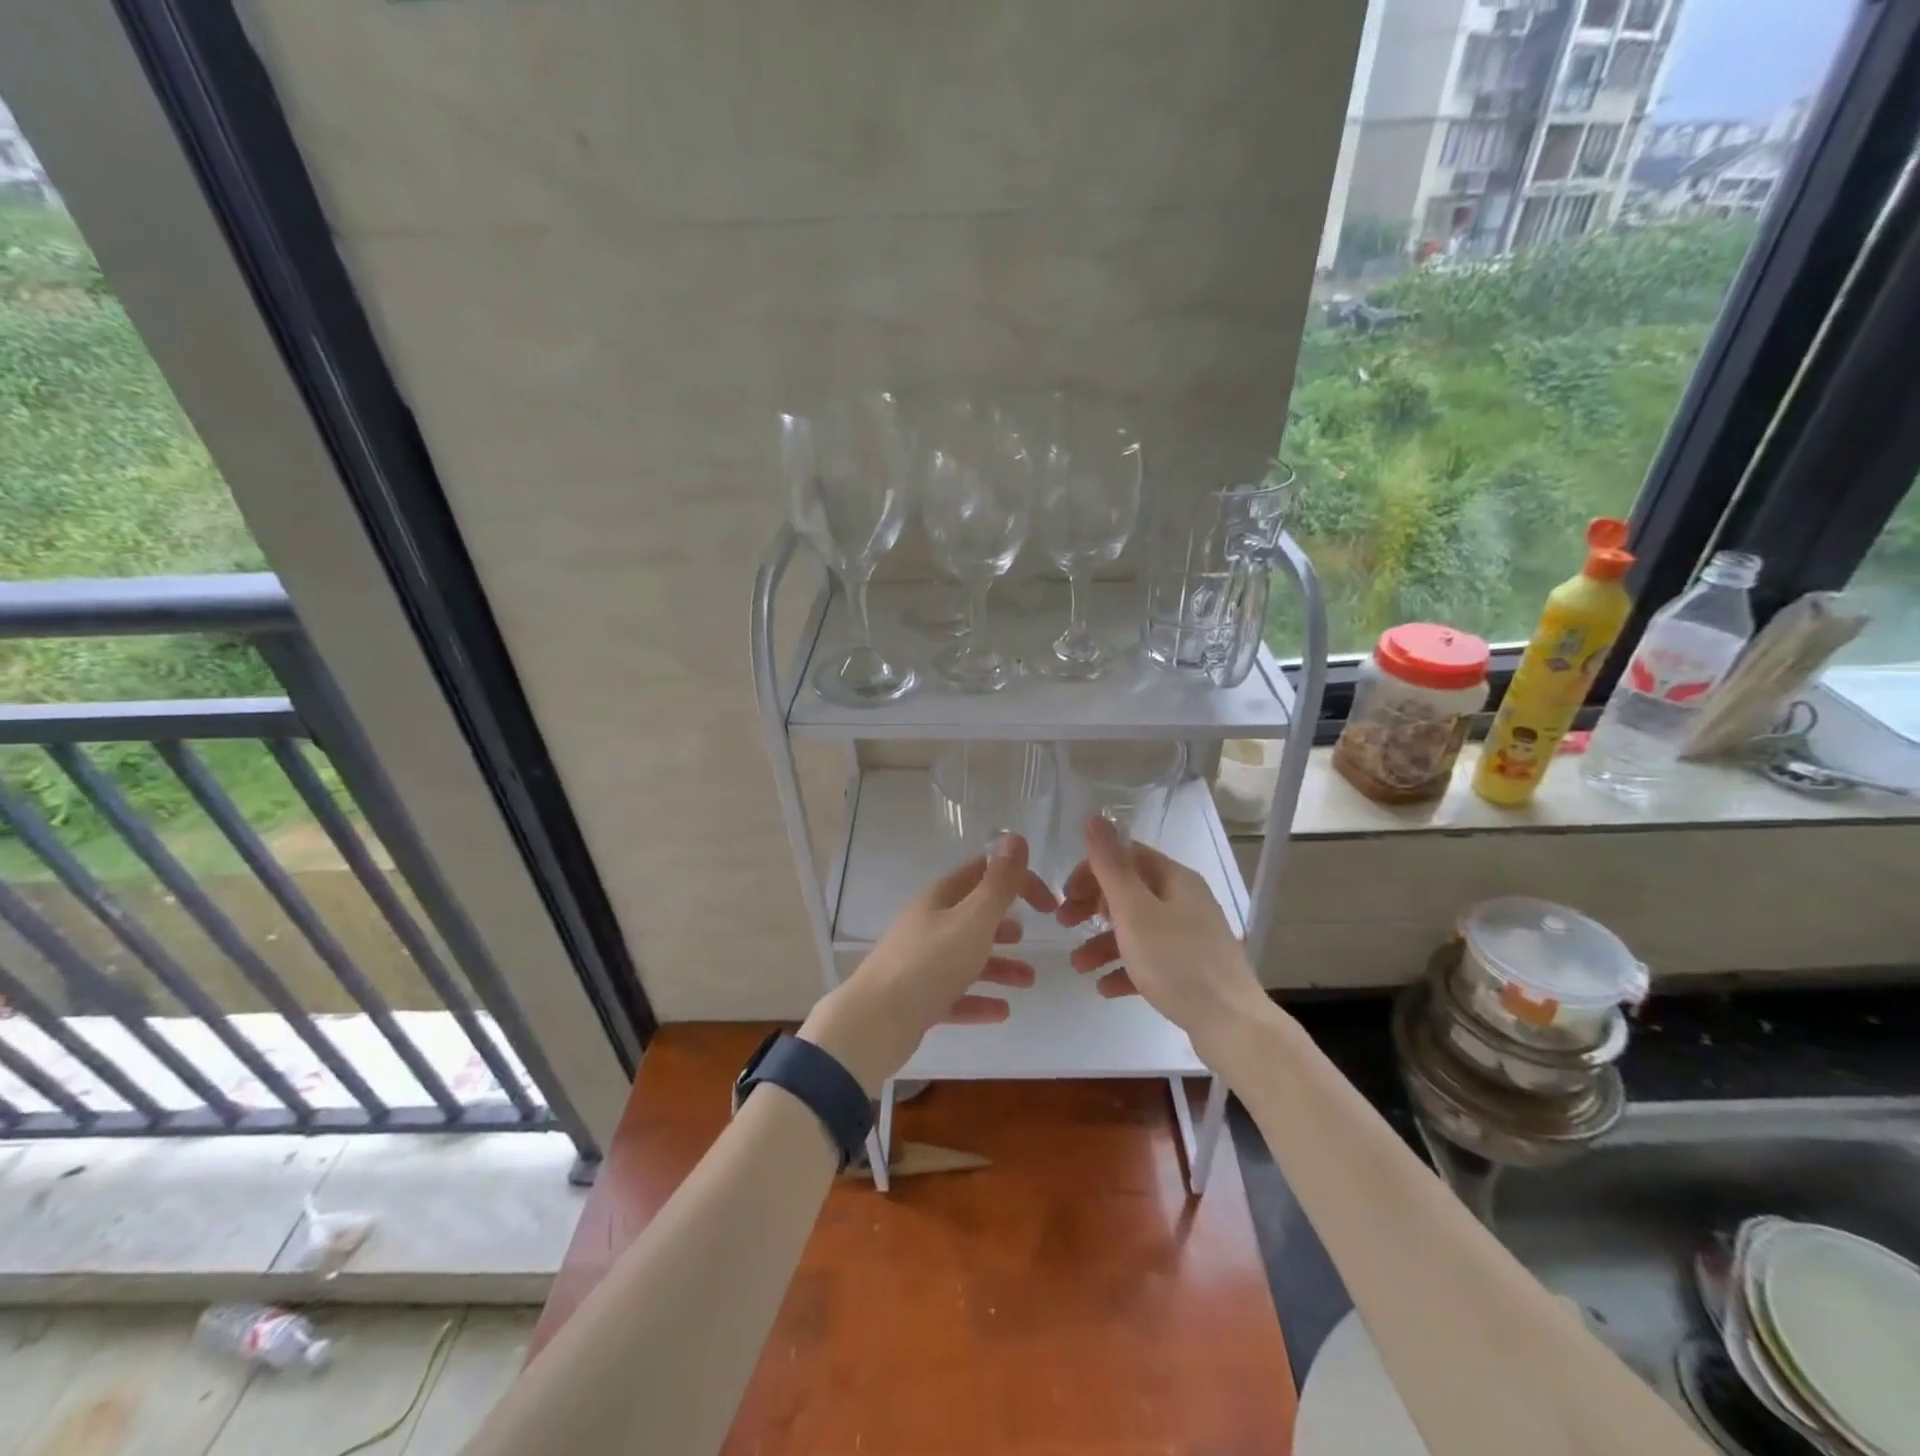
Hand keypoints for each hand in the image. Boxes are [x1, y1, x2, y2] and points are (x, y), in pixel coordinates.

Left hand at [800, 833, 1055, 1092]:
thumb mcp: (973, 919)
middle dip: (1006, 923)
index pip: (984, 873)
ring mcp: (921, 960)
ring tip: (1028, 980)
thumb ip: (999, 883)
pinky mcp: (917, 997)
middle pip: (974, 914)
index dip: (1018, 882)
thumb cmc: (930, 963)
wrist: (874, 1022)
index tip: (1049, 906)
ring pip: (967, 955)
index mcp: (940, 897)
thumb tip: (1015, 838)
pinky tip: (1002, 1011)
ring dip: (999, 964)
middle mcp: (929, 923)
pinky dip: (979, 998)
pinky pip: (955, 993)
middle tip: (1036, 936)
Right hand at [1056, 816, 1266, 1058]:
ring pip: (1137, 929)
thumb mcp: (1135, 910)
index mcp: (1174, 879)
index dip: (1091, 871)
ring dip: (1103, 943)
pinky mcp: (1191, 969)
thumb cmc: (1176, 961)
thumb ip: (1111, 866)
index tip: (1065, 895)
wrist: (1231, 1025)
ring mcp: (1190, 936)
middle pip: (1130, 892)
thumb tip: (1095, 817)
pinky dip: (1125, 969)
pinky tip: (1104, 988)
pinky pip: (1150, 960)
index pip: (1126, 857)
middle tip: (1064, 924)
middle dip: (1092, 907)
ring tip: (1078, 966)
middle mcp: (1184, 901)